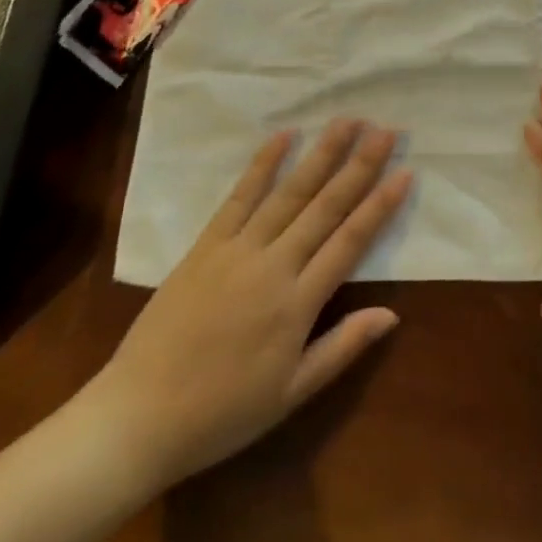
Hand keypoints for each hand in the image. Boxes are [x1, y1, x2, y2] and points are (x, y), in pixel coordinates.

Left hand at [75, 120, 411, 493]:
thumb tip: (392, 315)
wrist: (135, 419)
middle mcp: (274, 266)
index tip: (406, 172)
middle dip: (360, 165)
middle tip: (387, 130)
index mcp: (298, 304)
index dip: (381, 205)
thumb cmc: (220, 415)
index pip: (350, 242)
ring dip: (321, 154)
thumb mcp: (289, 395)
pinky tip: (284, 136)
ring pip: (289, 193)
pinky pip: (239, 197)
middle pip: (326, 206)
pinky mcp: (206, 245)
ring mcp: (238, 250)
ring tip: (347, 121)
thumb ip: (342, 348)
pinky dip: (262, 165)